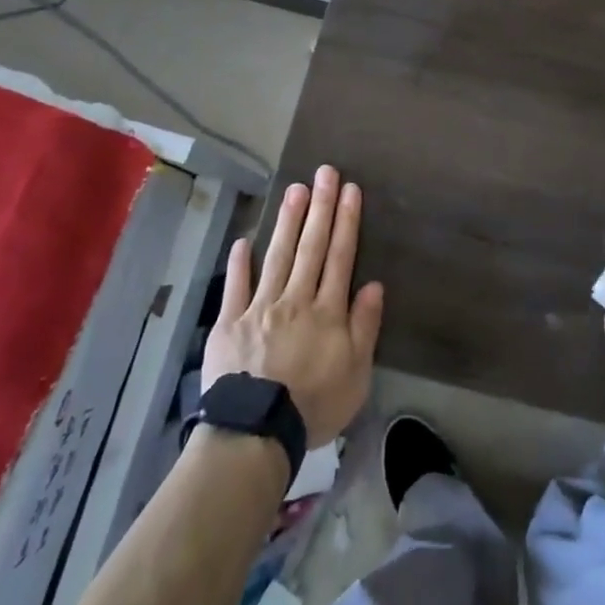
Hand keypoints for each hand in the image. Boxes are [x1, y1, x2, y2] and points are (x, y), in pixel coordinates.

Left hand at [203, 164, 384, 446]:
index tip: (350, 190)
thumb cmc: (313, 405)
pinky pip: (236, 287)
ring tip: (295, 190)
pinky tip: (244, 240)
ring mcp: (260, 307)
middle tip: (325, 173)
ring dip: (287, 222)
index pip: (340, 257)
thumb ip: (365, 327)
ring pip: (277, 257)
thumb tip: (374, 285)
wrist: (256, 431)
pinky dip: (239, 263)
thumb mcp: (356, 374)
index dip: (346, 221)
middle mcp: (295, 299)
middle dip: (320, 207)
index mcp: (327, 311)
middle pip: (311, 247)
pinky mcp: (230, 323)